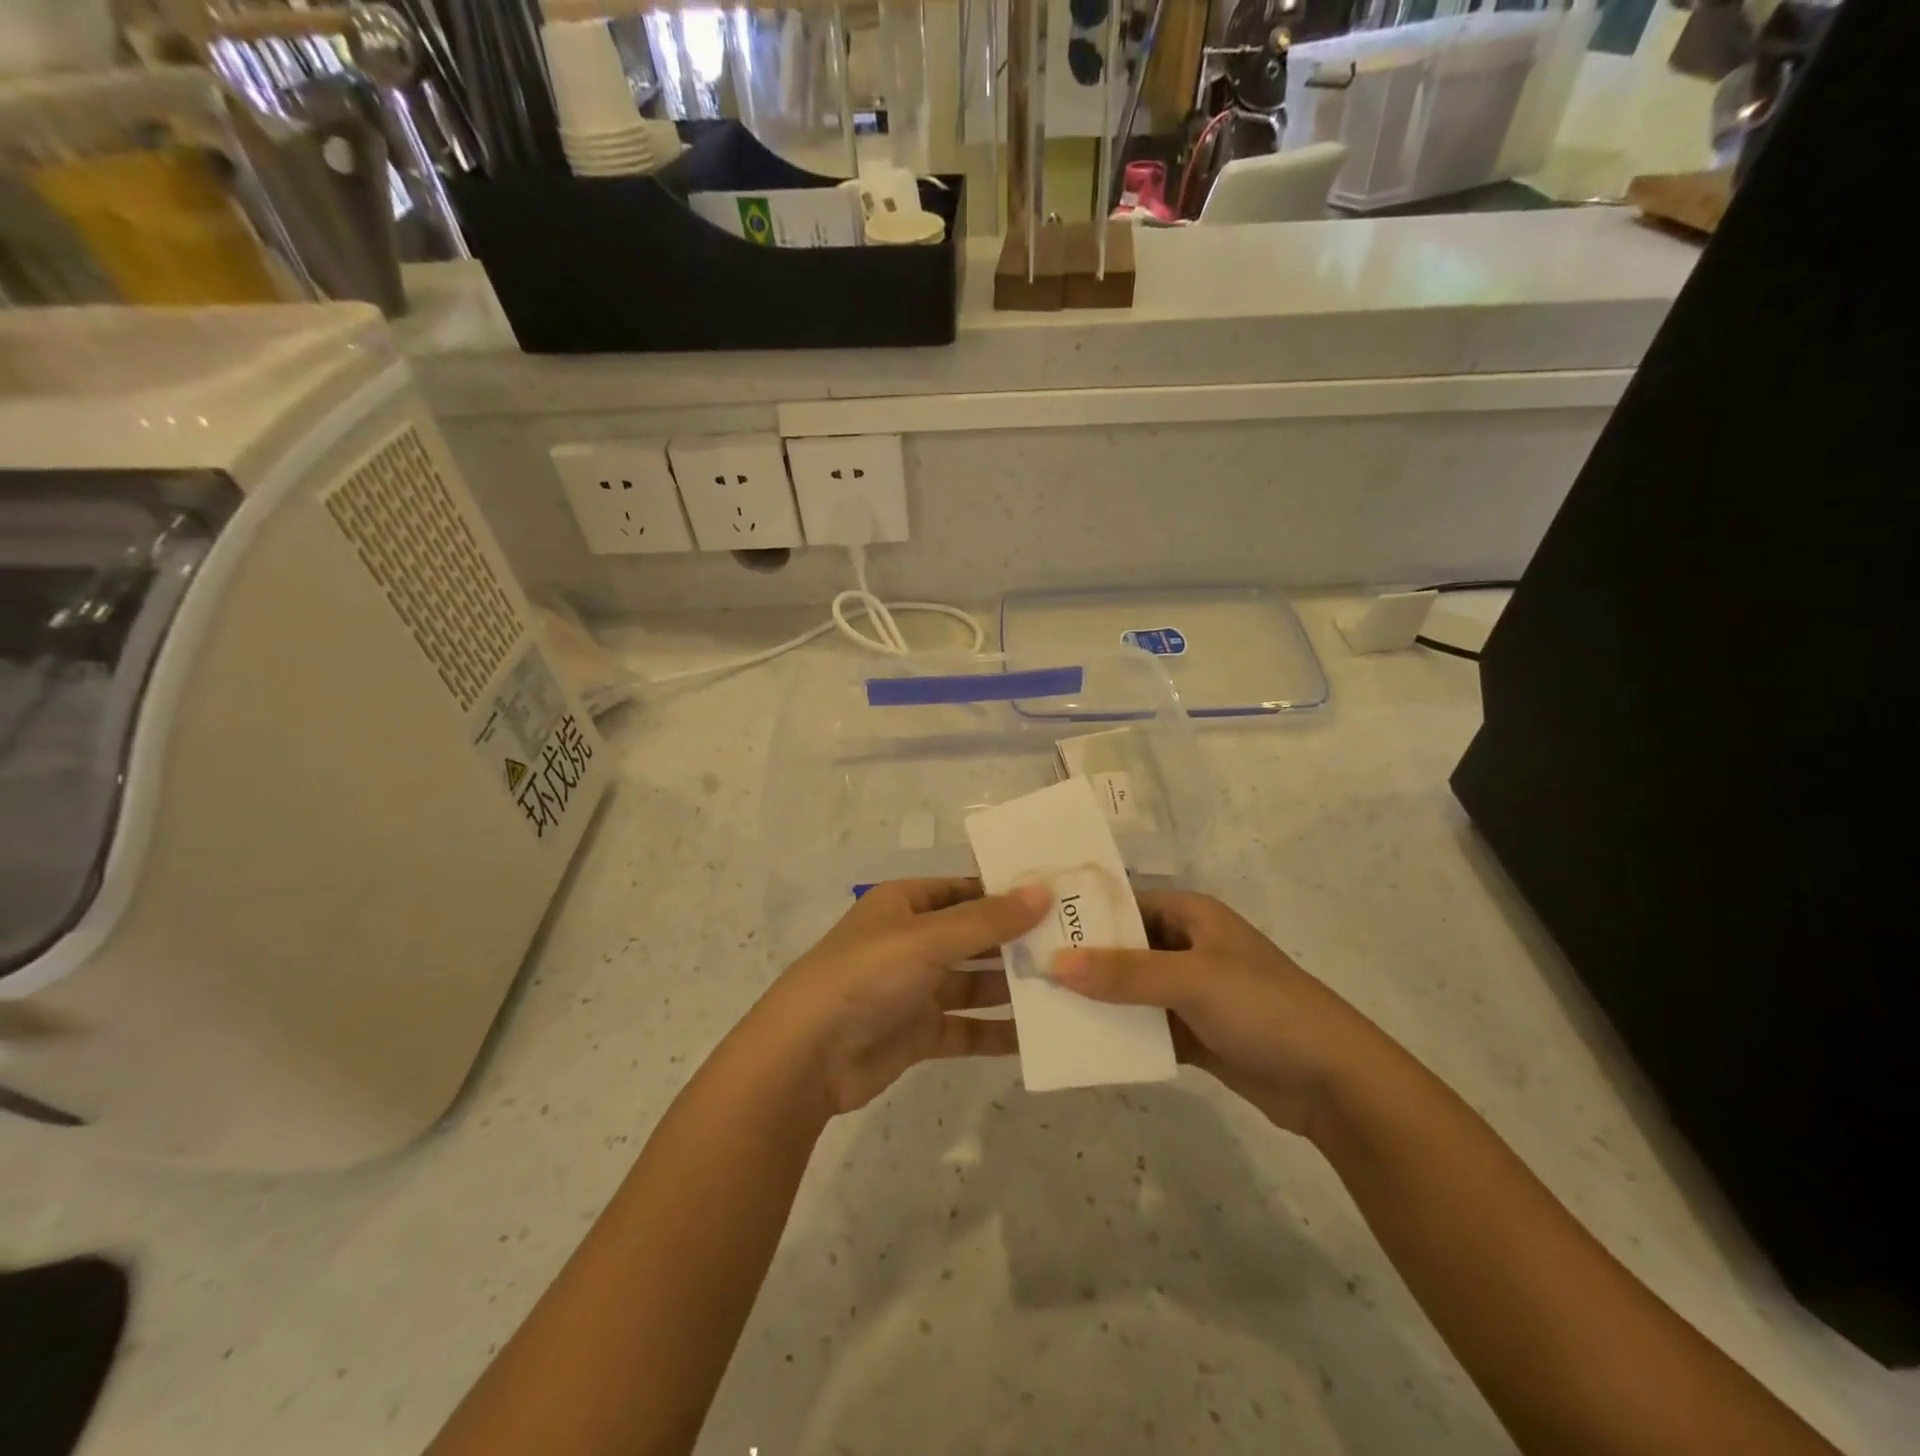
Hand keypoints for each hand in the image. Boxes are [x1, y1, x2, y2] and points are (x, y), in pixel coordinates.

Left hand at [758, 879, 1051, 1115]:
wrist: (807, 1056)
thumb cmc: (866, 975)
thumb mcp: (928, 939)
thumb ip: (987, 920)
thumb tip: (1043, 891)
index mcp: (907, 904)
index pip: (966, 889)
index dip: (1008, 892)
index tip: (1059, 897)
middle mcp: (914, 941)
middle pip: (975, 936)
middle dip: (1018, 941)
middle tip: (1077, 944)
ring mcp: (917, 988)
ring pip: (975, 982)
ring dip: (1013, 986)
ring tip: (1069, 987)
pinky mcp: (920, 1032)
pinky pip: (968, 1027)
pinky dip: (998, 1031)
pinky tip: (1039, 1035)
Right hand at [1051, 891, 1391, 1138]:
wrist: (1333, 1082)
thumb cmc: (1264, 1009)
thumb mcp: (1192, 980)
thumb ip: (1124, 972)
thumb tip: (1053, 962)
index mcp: (1192, 916)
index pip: (1125, 903)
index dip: (1083, 913)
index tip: (1033, 925)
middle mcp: (1189, 946)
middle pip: (1124, 947)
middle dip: (1082, 959)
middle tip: (1026, 970)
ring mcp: (1191, 992)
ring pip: (1131, 989)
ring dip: (1097, 998)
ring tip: (1042, 1006)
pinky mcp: (1194, 1032)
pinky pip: (1145, 1025)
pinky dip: (1119, 1031)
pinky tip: (1080, 1040)